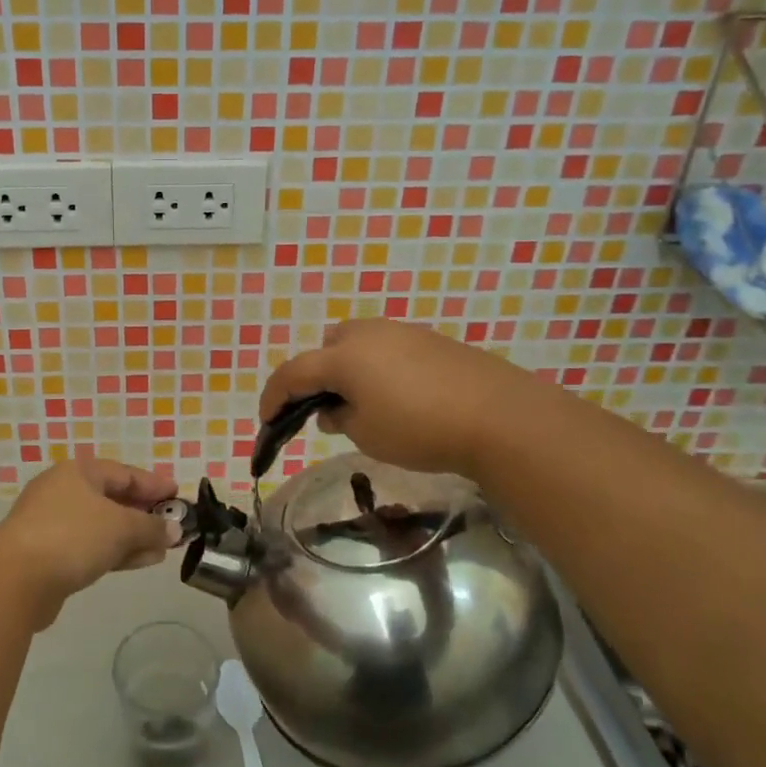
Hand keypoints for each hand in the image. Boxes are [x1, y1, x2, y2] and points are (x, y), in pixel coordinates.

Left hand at [0, 458, 182, 625]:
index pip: (124, 473)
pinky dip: (116, 551)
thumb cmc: (72, 536)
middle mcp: (63, 492)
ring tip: (163, 548)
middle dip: (144, 513)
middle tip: (173, 524)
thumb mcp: (121, 527)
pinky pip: (91, 547)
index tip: (179, 495)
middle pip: (113, 498)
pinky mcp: (49, 554)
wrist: (15, 580)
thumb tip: (175, 530)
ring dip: (133, 536)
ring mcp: (53, 524)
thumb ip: (151, 527)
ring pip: (103, 526)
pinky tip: (140, 561)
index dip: (154, 484)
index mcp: (78, 472)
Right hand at [259, 319, 504, 477]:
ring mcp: (402, 332)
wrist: (498, 415)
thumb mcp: (366, 434)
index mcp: (343, 356)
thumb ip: (339, 419)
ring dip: (349, 368)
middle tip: (324, 408)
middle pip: (326, 347)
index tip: (267, 420)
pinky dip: (379, 368)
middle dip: (317, 375)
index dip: (274, 396)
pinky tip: (399, 396)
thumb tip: (332, 409)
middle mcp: (368, 334)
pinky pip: (389, 348)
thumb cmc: (419, 428)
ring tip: (363, 404)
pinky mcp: (431, 340)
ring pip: (359, 343)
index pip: (293, 372)